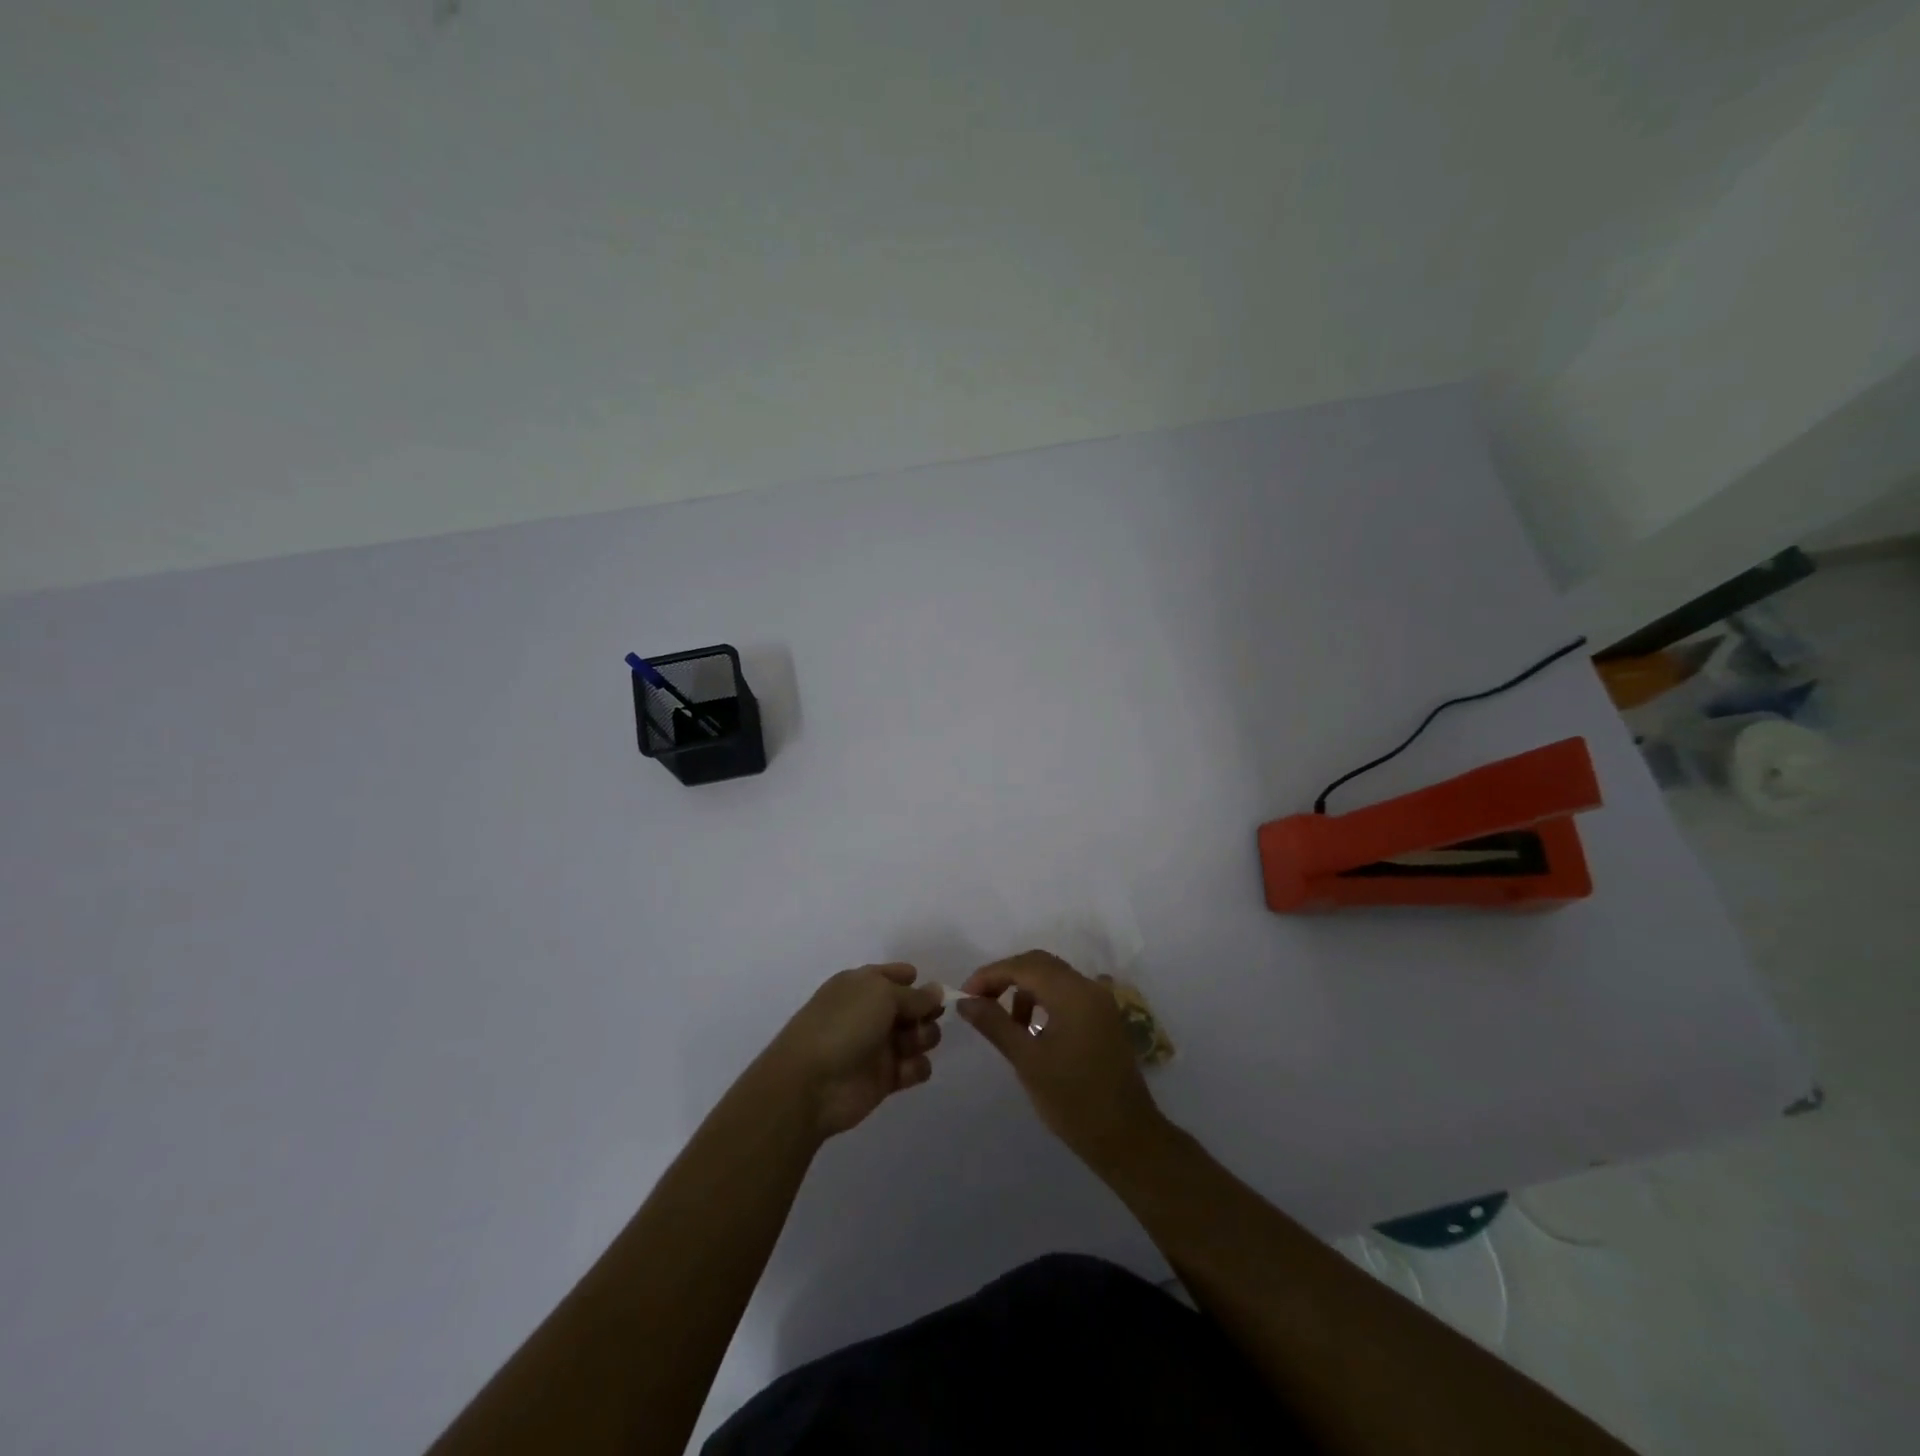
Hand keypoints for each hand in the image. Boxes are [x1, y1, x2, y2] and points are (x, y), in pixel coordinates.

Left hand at [760, 964, 943, 1138]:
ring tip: (913, 1044)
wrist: (811, 1084)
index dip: (913, 980)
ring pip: (917, 1036)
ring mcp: (878, 1046)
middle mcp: (871, 1012)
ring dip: (924, 1037)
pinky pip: (914, 1067)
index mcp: (862, 985)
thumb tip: (937, 990)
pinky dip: (917, 1067)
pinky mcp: (885, 1078)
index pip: (893, 975)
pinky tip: (907, 1069)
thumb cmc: (844, 1025)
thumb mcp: (881, 995)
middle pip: (912, 1006)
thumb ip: (914, 995)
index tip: (931, 989)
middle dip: (926, 1010)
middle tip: (927, 1018)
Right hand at [958, 951, 1165, 1169]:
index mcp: (1072, 992)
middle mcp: (1089, 987)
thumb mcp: (1027, 1061)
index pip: (1023, 965)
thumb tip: (965, 1001)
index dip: (989, 975)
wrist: (1127, 1138)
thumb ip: (995, 1024)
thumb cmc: (1073, 1100)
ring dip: (1024, 990)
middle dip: (1005, 977)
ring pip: (1053, 978)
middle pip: (1039, 964)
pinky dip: (1043, 1001)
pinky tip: (1032, 1031)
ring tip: (1006, 1024)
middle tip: (979, 1002)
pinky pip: (1067, 994)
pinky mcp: (1104, 1018)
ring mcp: (1100, 1002)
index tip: (964, 996)